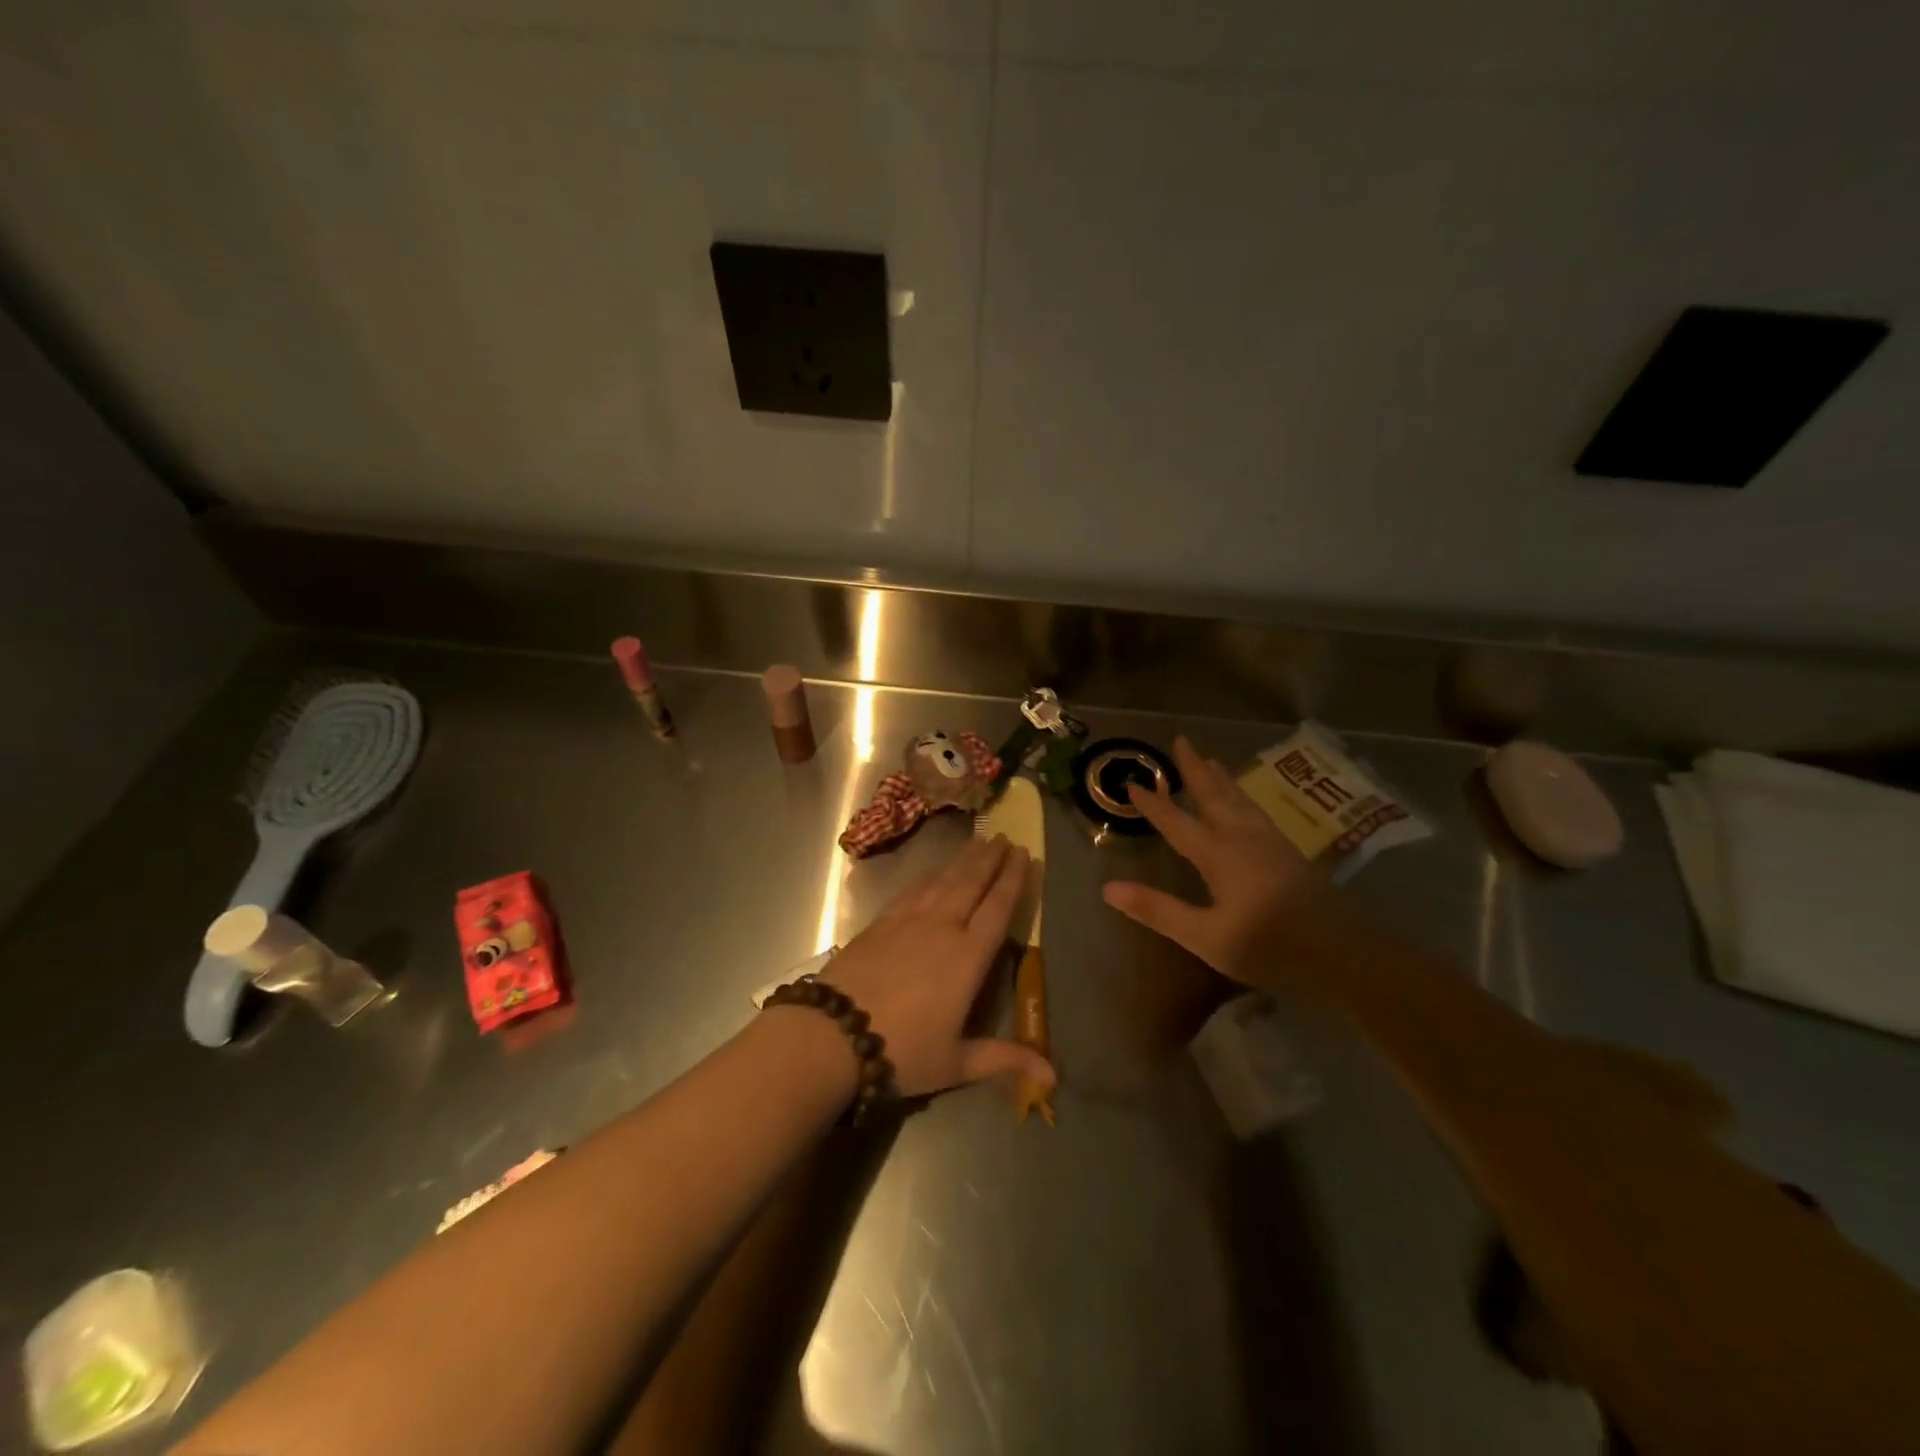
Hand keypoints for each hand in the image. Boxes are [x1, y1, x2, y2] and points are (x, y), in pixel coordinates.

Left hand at [821, 835, 1055, 1098]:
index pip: (997, 909)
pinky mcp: (881, 922)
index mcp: (967, 958)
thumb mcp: (956, 1063)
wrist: (833, 1034)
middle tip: (1007, 838)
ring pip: (944, 880)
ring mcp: (909, 921)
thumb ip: (1004, 1059)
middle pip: (972, 884)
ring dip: (964, 860)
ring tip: (980, 842)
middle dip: (991, 859)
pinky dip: (930, 875)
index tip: (1026, 855)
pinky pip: (913, 889)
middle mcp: (942, 928)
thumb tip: (1053, 1077)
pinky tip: (934, 870)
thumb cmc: (901, 1051)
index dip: (1013, 880)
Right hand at [1101, 736, 1334, 987]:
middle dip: (1195, 770)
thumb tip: (1108, 887)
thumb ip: (1158, 910)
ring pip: (1240, 801)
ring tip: (1212, 761)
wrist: (1344, 952)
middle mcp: (1243, 839)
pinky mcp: (1291, 855)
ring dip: (1221, 780)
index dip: (1154, 804)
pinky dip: (1244, 797)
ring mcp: (1271, 844)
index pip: (1177, 823)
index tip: (1134, 783)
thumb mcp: (1205, 936)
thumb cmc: (1269, 945)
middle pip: (1214, 796)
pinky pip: (1257, 812)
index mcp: (1218, 855)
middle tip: (1181, 741)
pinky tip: (1249, 805)